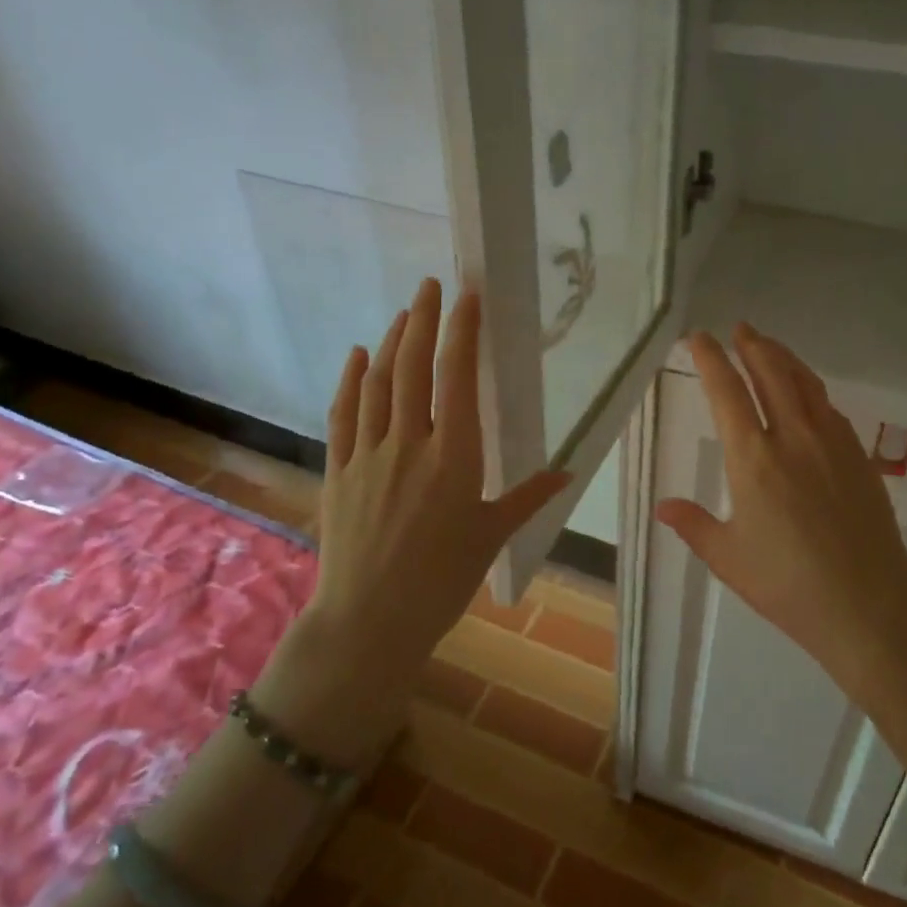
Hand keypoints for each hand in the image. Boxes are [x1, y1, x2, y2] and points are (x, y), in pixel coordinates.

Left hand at [252, 280, 568, 764]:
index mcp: (454, 457)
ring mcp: (368, 455)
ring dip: (391, 342)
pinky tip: (357, 356)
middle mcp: (409, 444)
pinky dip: (351, 380)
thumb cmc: (442, 581)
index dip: (461, 331)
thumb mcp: (492, 537)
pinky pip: (344, 414)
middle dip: (423, 319)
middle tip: (431, 284)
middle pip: (413, 367)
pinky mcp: (339, 471)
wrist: (369, 622)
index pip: (457, 378)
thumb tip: (566, 472)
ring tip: (405, 313)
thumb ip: (528, 497)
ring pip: (378, 383)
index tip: (467, 296)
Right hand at [655, 324, 906, 697]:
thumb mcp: (729, 558)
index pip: (727, 392)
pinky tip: (808, 394)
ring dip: (784, 358)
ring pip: (805, 383)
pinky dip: (811, 388)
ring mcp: (832, 443)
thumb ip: (694, 525)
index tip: (700, 338)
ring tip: (769, 346)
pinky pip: (830, 407)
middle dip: (752, 345)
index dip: (711, 359)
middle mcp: (793, 438)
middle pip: (771, 373)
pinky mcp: (858, 456)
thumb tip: (663, 506)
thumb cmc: (788, 585)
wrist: (868, 606)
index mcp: (753, 459)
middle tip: (740, 329)